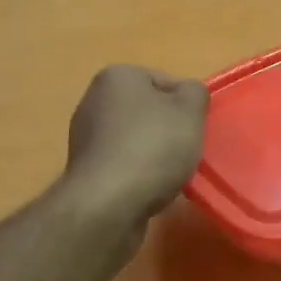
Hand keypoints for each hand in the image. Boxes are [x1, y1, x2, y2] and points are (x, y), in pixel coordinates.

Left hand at [63, 65, 208, 224]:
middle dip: (169, 129)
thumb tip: (188, 94)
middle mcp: (94, 100)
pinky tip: (149, 189)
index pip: (165, 81)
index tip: (195, 128)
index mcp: (117, 76)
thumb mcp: (190, 111)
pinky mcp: (85, 169)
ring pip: (136, 139)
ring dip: (155, 154)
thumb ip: (195, 93)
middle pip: (148, 111)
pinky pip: (123, 164)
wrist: (108, 204)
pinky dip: (138, 173)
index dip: (186, 105)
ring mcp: (86, 136)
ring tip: (170, 174)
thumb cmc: (152, 147)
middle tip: (186, 150)